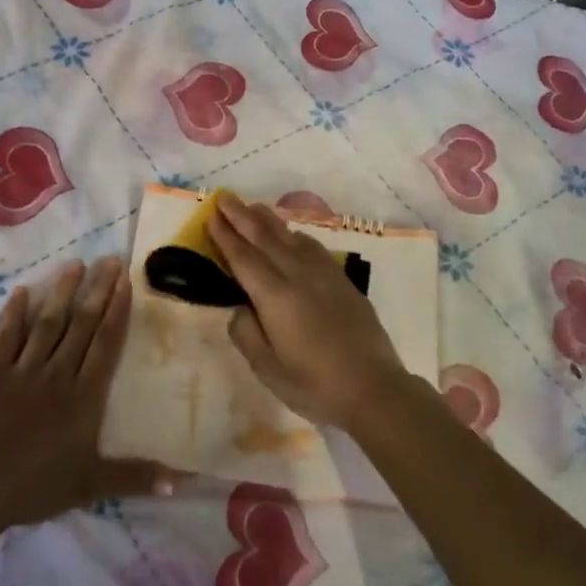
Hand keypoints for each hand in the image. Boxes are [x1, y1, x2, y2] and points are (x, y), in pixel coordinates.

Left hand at [0, 256, 173, 524]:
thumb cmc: (38, 485)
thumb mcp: (92, 484)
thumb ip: (136, 477)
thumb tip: (183, 482)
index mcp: (84, 396)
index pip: (106, 344)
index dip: (117, 311)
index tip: (125, 282)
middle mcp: (58, 374)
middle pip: (81, 326)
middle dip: (97, 291)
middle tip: (108, 260)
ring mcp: (23, 370)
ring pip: (47, 324)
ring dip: (61, 293)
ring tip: (74, 265)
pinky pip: (5, 338)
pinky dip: (13, 314)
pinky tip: (22, 292)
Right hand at [208, 195, 419, 432]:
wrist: (374, 388)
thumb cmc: (314, 385)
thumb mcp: (267, 368)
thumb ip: (246, 333)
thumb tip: (241, 308)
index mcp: (275, 297)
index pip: (243, 259)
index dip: (225, 236)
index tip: (211, 216)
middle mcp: (298, 276)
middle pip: (265, 238)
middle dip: (242, 216)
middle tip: (224, 197)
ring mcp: (324, 275)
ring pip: (291, 238)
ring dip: (269, 220)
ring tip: (253, 207)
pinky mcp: (342, 281)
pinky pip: (313, 248)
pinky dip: (296, 236)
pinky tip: (292, 236)